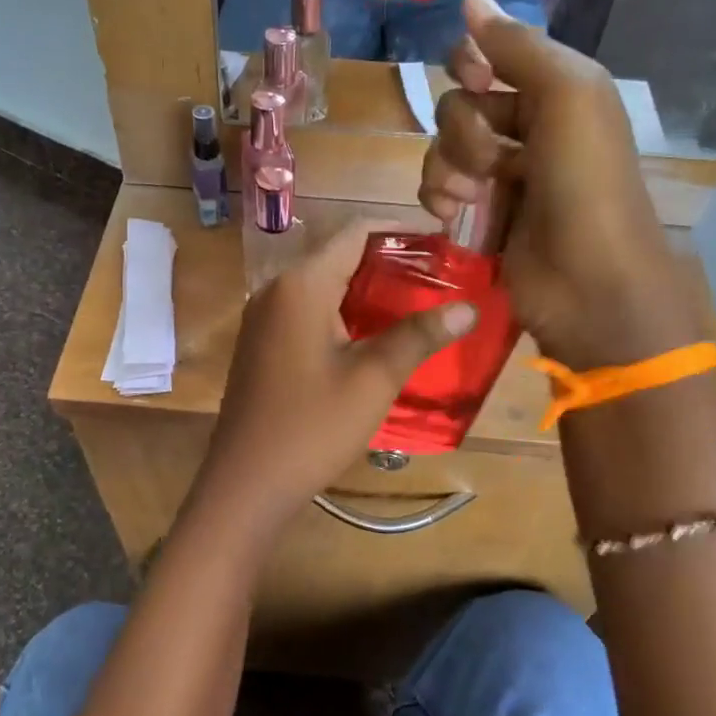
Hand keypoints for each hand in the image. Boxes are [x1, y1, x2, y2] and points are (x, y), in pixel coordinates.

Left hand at [191, 224, 475, 532]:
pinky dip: (342, 312)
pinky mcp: (262, 343)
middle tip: (438, 279)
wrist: (246, 483)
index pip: (355, 233)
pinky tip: (373, 336)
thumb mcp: (373, 379)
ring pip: (323, 285)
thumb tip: (469, 308)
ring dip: (366, 290)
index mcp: (301, 285)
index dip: (401, 232)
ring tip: (415, 305)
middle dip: (388, 263)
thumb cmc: (312, 427)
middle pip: (338, 256)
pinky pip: (307, 311)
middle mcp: (276, 289)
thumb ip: (418, 335)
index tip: (442, 245)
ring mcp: (264, 318)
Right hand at [420, 0, 697, 368]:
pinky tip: (451, 214)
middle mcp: (526, 127)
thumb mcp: (567, 96)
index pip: (490, 56)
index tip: (477, 85)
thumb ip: (517, 47)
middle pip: (458, 104)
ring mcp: (501, 175)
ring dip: (446, 168)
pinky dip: (438, 197)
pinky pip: (438, 188)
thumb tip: (469, 1)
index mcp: (554, 92)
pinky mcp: (480, 215)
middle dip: (463, 131)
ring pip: (442, 148)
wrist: (590, 282)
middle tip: (490, 162)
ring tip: (469, 197)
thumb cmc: (586, 183)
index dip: (472, 66)